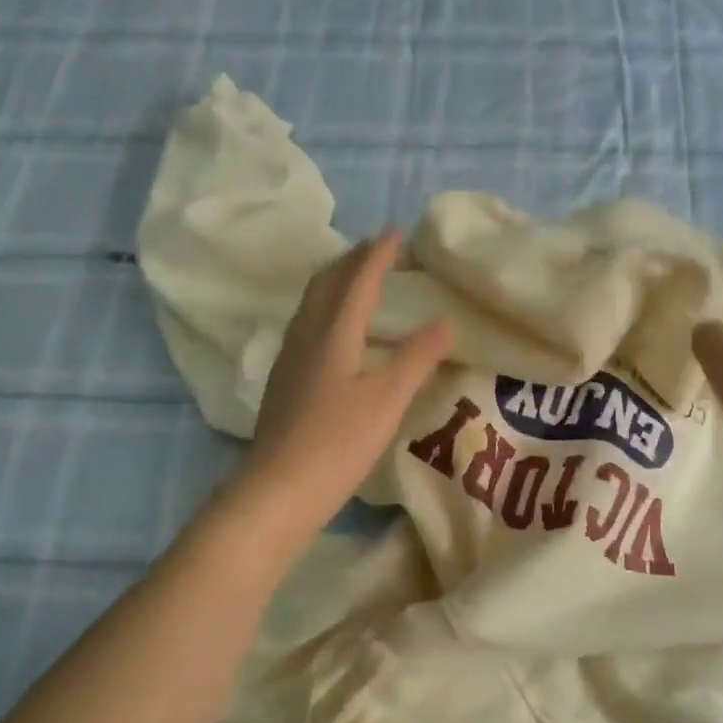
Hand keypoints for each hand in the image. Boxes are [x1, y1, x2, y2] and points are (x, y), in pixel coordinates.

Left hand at [241, 230, 451, 535]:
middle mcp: (306, 336)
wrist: (278, 490)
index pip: (357, 280)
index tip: (395, 232)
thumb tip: (445, 321)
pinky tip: (336, 332)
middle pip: (326, 284)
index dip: (377, 255)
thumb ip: (416, 358)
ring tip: (357, 280)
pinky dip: (326, 310)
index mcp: (332, 334)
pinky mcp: (284, 382)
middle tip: (377, 250)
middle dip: (352, 260)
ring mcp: (289, 359)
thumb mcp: (387, 400)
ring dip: (335, 283)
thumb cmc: (338, 443)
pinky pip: (307, 326)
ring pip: (311, 304)